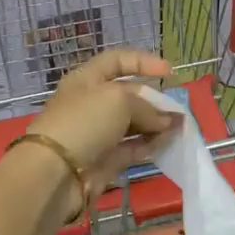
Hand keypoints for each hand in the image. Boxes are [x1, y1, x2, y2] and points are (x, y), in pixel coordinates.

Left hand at [26, 48, 180, 205]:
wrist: (56, 173)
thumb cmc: (84, 122)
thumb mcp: (119, 100)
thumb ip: (148, 107)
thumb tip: (169, 121)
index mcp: (87, 79)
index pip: (117, 61)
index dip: (143, 61)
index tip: (168, 71)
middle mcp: (92, 103)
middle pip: (128, 94)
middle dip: (154, 99)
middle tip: (176, 108)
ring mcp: (98, 132)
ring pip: (133, 123)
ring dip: (156, 124)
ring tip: (179, 128)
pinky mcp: (105, 159)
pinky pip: (133, 147)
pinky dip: (150, 144)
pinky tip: (168, 143)